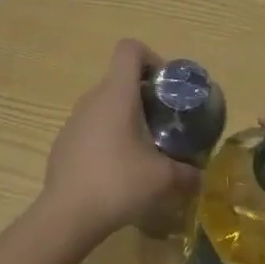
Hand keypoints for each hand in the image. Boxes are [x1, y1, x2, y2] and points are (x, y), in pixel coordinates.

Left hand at [34, 39, 198, 250]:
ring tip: (142, 151)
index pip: (129, 49)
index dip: (151, 58)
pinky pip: (90, 128)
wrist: (67, 214)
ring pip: (104, 106)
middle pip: (119, 80)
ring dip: (125, 119)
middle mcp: (92, 99)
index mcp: (117, 94)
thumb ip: (187, 173)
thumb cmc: (118, 183)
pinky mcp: (63, 142)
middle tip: (163, 125)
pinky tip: (116, 171)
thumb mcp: (163, 179)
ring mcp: (73, 121)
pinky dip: (106, 138)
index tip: (165, 87)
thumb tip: (200, 176)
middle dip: (144, 96)